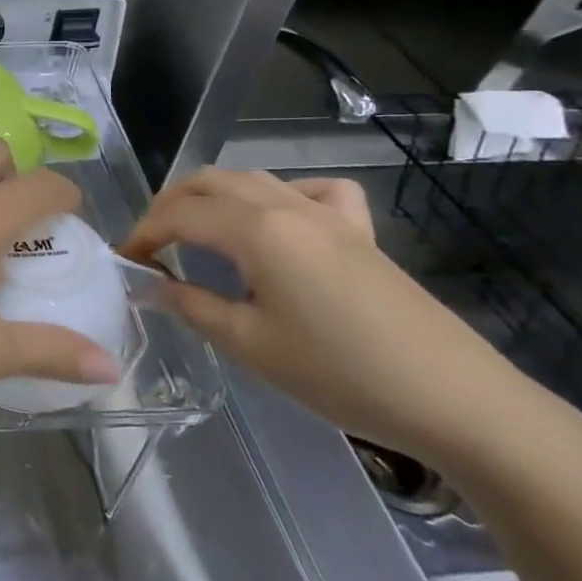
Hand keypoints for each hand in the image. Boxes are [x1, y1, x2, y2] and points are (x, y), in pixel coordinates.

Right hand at [124, 169, 531, 463]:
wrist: (457, 401)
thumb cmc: (342, 374)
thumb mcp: (251, 346)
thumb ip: (192, 307)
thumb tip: (151, 286)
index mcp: (257, 231)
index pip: (180, 216)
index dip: (144, 234)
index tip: (124, 260)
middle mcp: (287, 207)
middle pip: (211, 183)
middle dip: (170, 204)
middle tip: (152, 243)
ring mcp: (329, 215)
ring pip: (253, 179)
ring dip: (213, 196)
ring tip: (195, 229)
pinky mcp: (360, 232)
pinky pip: (314, 191)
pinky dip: (282, 194)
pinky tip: (280, 220)